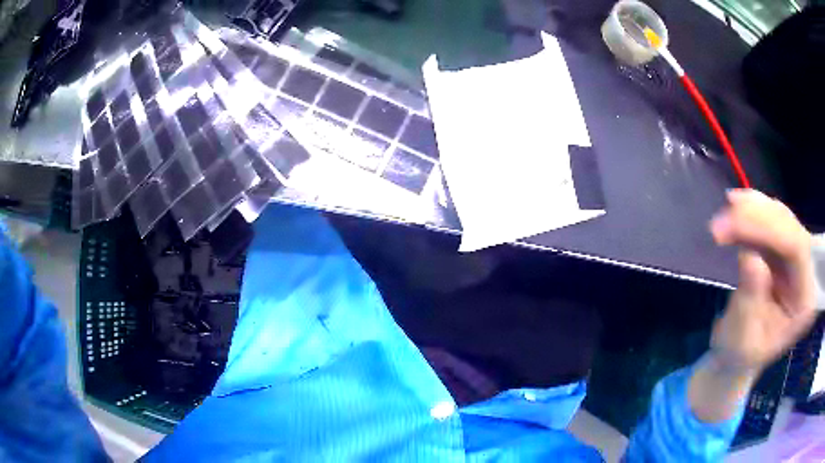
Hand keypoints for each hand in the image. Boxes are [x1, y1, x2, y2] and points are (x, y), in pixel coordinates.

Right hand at [709, 189, 816, 374]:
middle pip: (789, 227)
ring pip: (780, 218)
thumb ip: (751, 301)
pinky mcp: (781, 252)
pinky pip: (771, 220)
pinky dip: (753, 210)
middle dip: (757, 217)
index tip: (734, 222)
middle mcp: (805, 273)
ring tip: (726, 210)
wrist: (736, 356)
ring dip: (753, 210)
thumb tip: (750, 257)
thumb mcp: (742, 340)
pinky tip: (736, 204)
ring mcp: (795, 260)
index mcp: (804, 300)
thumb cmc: (739, 356)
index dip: (769, 228)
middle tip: (721, 221)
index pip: (797, 248)